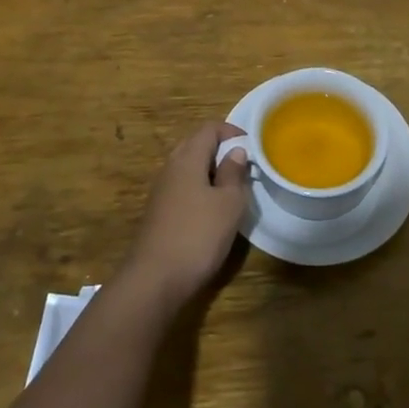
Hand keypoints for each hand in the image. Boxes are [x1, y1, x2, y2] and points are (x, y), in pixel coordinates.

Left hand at [119, 122, 251, 309]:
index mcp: (187, 158)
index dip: (232, 132)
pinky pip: (183, 186)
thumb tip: (236, 152)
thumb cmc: (198, 235)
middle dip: (221, 150)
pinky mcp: (159, 210)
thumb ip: (234, 173)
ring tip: (233, 189)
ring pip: (189, 167)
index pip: (209, 128)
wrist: (155, 279)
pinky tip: (212, 210)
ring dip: (211, 171)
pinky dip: (200, 188)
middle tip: (244, 167)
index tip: (253, 148)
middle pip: (196, 144)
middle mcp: (171, 167)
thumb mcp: (229, 203)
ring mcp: (162, 190)